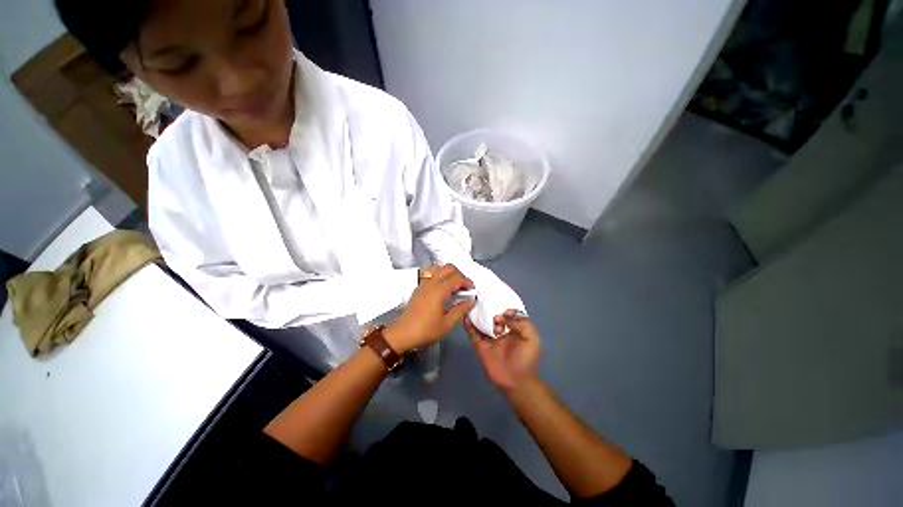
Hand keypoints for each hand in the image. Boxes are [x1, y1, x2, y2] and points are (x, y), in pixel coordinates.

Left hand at [385, 265, 475, 353]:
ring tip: (454, 286)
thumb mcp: (447, 324)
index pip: (456, 278)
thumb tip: (471, 301)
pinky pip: (431, 274)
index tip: (472, 290)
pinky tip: (443, 289)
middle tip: (464, 287)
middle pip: (448, 268)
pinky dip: (440, 276)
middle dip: (459, 274)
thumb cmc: (426, 330)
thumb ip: (460, 310)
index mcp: (439, 290)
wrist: (402, 334)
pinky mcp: (418, 287)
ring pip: (438, 268)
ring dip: (449, 273)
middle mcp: (431, 282)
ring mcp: (423, 284)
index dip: (467, 281)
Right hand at [464, 310, 541, 391]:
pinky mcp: (480, 345)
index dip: (506, 310)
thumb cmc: (525, 359)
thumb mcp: (532, 338)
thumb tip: (505, 316)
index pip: (508, 314)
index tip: (505, 313)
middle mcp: (501, 331)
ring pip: (482, 322)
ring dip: (479, 315)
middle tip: (495, 318)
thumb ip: (523, 324)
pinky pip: (473, 333)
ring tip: (476, 307)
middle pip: (493, 316)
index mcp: (514, 328)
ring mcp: (489, 337)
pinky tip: (466, 317)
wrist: (515, 380)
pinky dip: (469, 325)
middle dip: (492, 312)